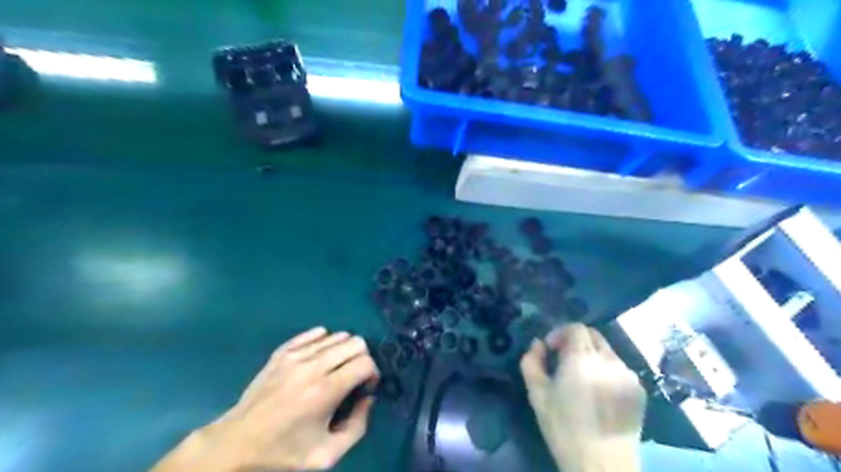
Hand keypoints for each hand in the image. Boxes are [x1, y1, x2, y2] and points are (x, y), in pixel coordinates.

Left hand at [153, 329, 380, 471]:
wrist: (236, 445)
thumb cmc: (283, 453)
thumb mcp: (326, 455)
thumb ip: (358, 427)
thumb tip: (369, 398)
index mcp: (325, 392)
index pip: (365, 363)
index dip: (373, 374)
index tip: (365, 388)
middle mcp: (312, 367)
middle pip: (355, 342)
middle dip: (362, 358)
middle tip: (354, 378)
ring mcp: (295, 356)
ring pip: (337, 335)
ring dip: (345, 350)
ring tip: (336, 369)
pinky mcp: (282, 352)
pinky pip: (314, 332)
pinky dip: (325, 340)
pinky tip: (321, 357)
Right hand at [520, 323, 645, 471]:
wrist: (602, 464)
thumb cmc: (564, 428)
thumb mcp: (537, 394)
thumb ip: (531, 361)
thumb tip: (537, 344)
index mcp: (582, 359)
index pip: (576, 328)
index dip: (560, 333)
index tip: (551, 350)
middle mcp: (609, 361)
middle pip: (593, 335)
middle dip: (576, 341)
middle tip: (564, 361)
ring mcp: (628, 375)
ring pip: (607, 350)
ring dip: (591, 355)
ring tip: (583, 378)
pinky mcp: (639, 389)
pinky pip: (619, 367)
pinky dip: (606, 369)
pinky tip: (599, 391)